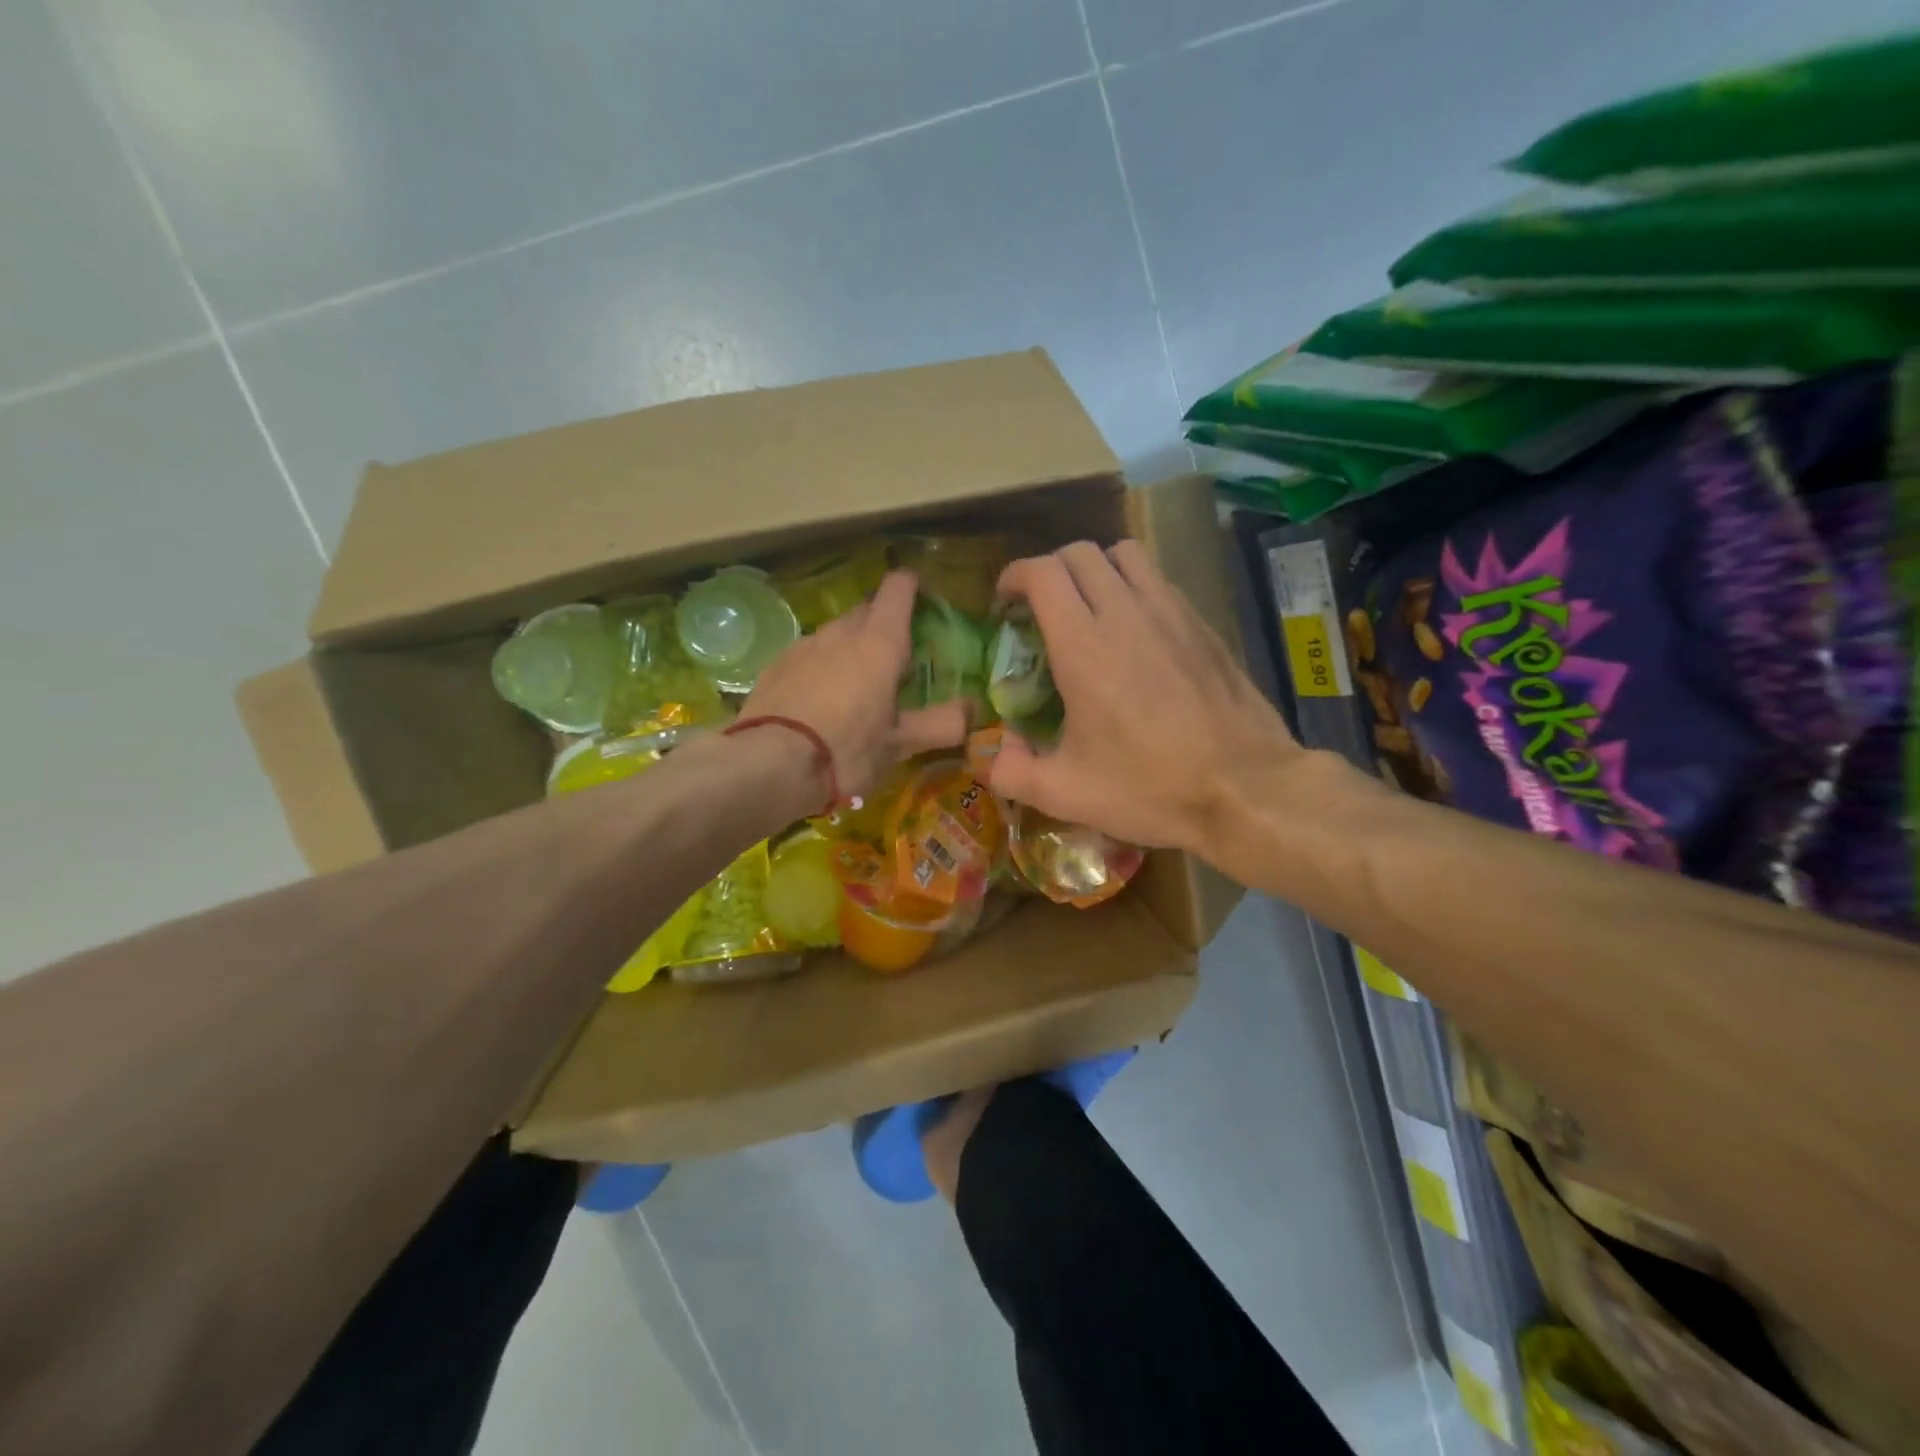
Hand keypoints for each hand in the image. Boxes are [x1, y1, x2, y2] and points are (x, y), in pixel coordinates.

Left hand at [741, 570, 966, 801]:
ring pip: (834, 634)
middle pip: (866, 610)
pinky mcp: (774, 667)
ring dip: (849, 648)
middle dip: (882, 623)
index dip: (911, 586)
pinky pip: (807, 656)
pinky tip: (819, 701)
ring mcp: (802, 647)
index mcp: (879, 642)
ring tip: (857, 685)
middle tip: (896, 657)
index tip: (921, 596)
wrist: (768, 766)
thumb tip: (973, 711)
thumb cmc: (846, 749)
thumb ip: (940, 724)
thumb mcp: (899, 745)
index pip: (898, 590)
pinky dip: (820, 668)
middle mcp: (840, 633)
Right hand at [989, 541, 1307, 853]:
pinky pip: (1159, 581)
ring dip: (1096, 568)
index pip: (1042, 573)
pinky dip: (1134, 587)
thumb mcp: (1066, 794)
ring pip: (1125, 554)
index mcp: (1084, 646)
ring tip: (1088, 606)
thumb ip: (1013, 772)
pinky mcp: (1203, 625)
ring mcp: (1171, 613)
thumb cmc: (1150, 788)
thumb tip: (998, 751)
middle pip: (1080, 553)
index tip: (1005, 601)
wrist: (1245, 789)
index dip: (1014, 576)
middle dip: (1050, 569)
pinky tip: (1135, 632)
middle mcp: (1126, 613)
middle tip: (1040, 606)